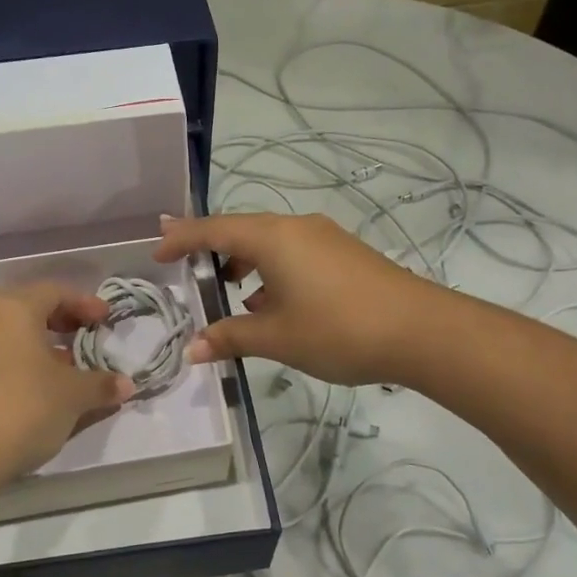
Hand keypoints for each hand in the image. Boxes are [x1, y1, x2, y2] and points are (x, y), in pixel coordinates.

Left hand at [0, 283, 133, 487]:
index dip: (85, 303)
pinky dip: (19, 364)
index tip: (106, 320)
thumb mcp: (73, 395)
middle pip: (28, 308)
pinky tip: (37, 390)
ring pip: (9, 334)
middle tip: (86, 338)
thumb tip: (126, 385)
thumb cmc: (22, 407)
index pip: (55, 291)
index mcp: (12, 307)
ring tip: (67, 370)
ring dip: (40, 346)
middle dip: (61, 322)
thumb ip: (101, 384)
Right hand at [153, 213, 439, 386]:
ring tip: (230, 293)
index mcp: (273, 238)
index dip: (181, 238)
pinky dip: (273, 271)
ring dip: (245, 262)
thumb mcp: (277, 338)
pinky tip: (273, 304)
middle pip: (242, 230)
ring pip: (271, 243)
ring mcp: (325, 238)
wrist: (420, 330)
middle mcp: (297, 227)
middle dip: (212, 247)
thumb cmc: (338, 329)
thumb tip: (193, 349)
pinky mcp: (345, 254)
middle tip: (185, 262)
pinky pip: (294, 253)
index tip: (156, 251)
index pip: (214, 229)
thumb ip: (231, 338)